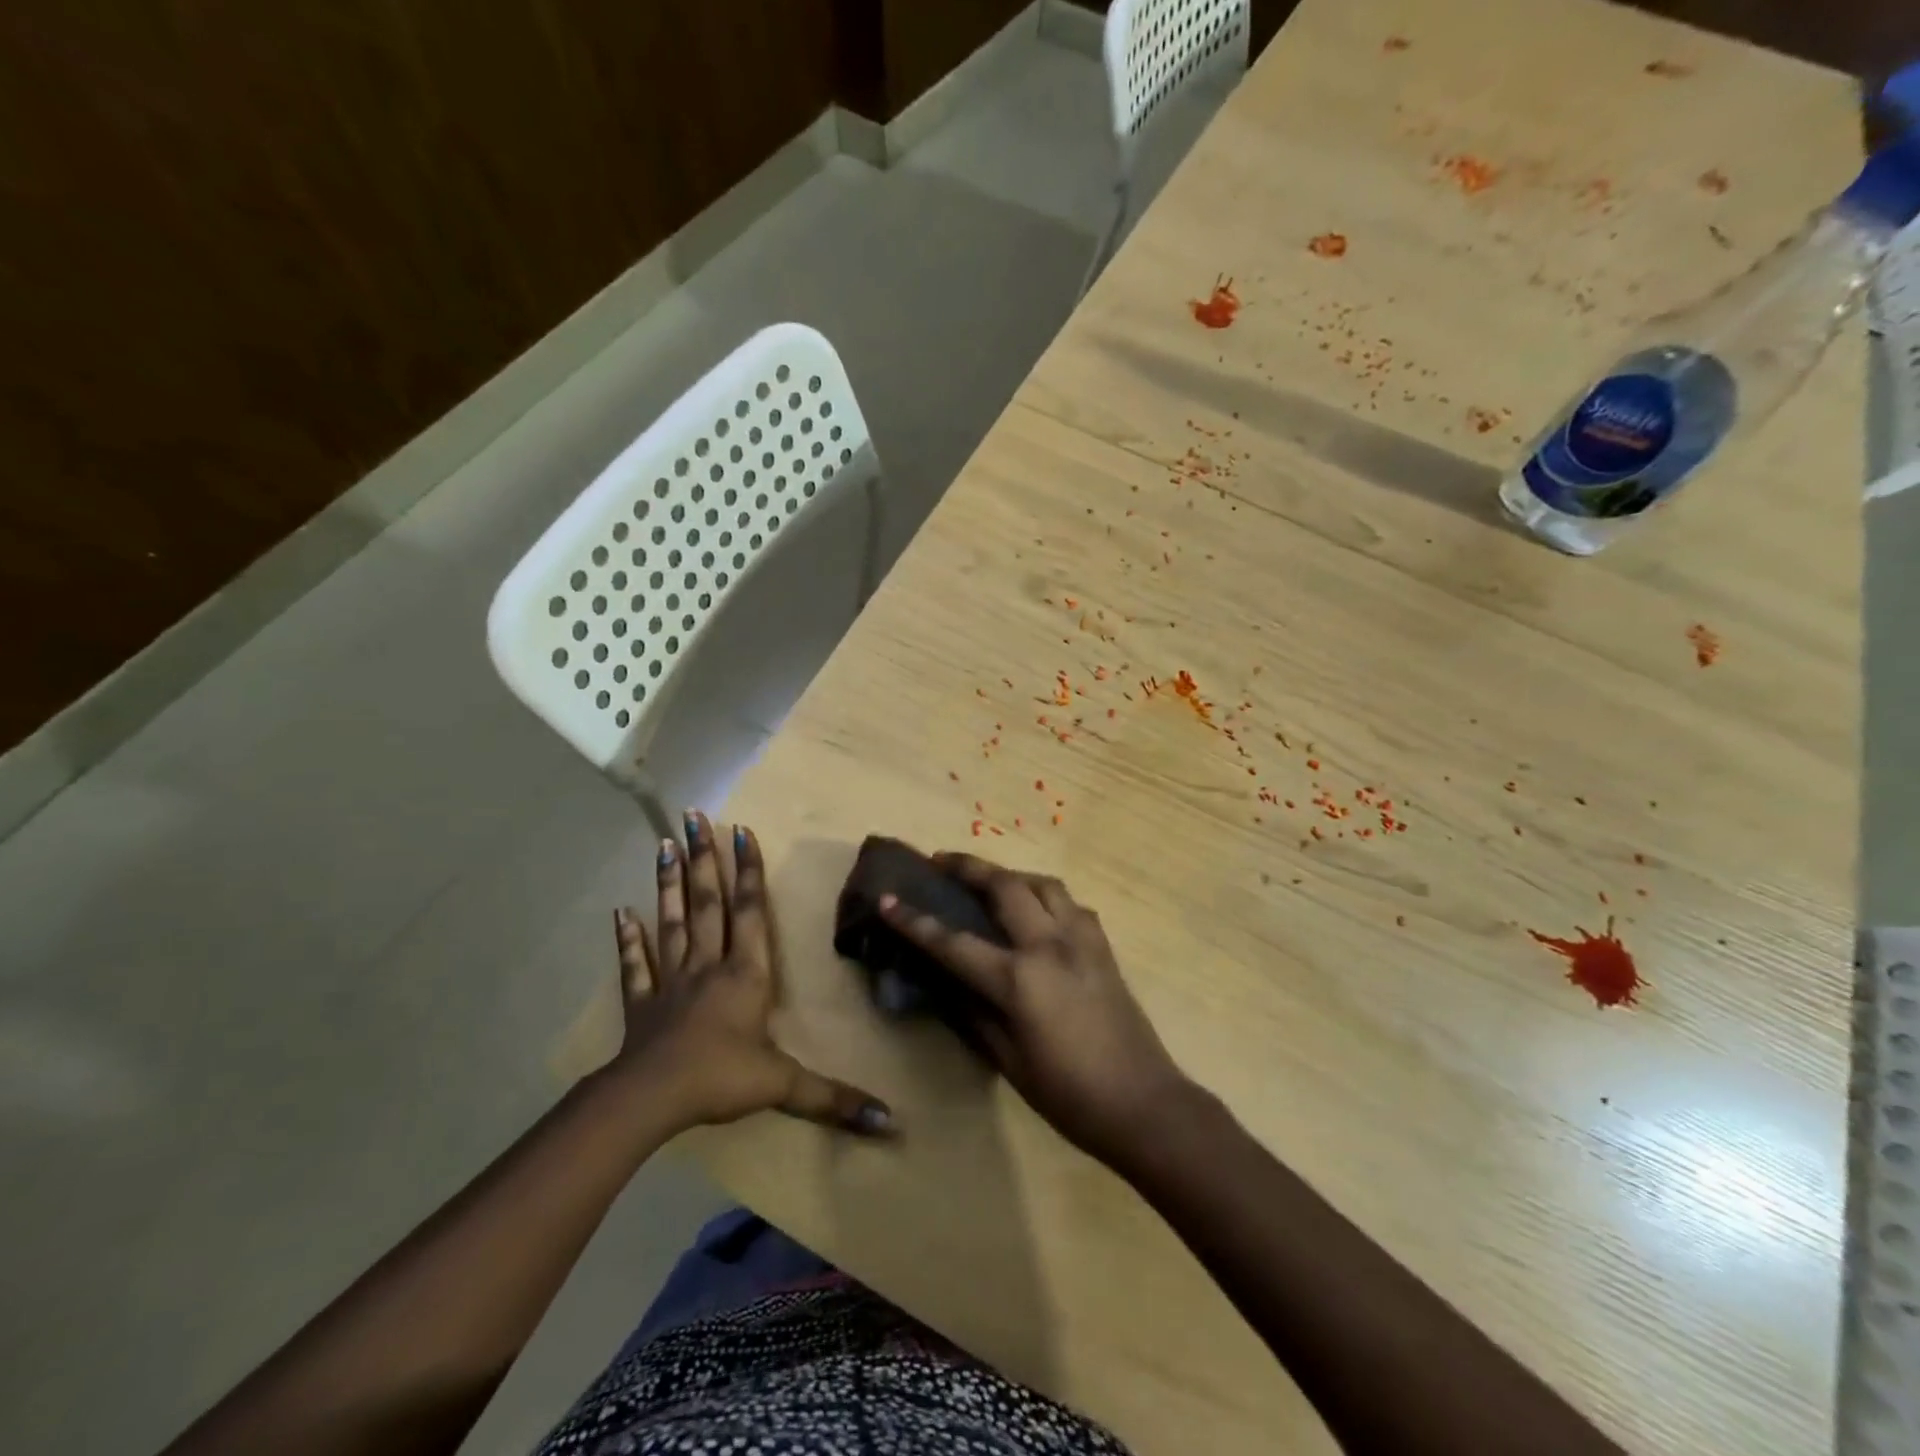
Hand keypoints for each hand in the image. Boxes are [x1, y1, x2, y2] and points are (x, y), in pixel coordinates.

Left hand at [611, 812, 891, 1136]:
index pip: (749, 912)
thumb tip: (891, 1121)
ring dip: (668, 883)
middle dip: (704, 858)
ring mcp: (670, 981)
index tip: (741, 829)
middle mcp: (708, 965)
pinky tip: (619, 912)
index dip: (747, 871)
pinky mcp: (641, 1004)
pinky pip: (634, 965)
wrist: (651, 1100)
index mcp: (745, 974)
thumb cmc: (721, 1079)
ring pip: (671, 922)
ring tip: (663, 844)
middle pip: (707, 902)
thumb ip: (834, 1098)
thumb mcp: (784, 1086)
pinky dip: (627, 939)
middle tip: (693, 815)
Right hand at [879, 853, 1191, 1167]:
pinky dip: (1046, 896)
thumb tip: (947, 981)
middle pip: (1005, 886)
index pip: (954, 942)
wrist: (1144, 1103)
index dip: (915, 921)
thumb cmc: (1068, 1094)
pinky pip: (1070, 904)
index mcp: (1019, 980)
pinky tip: (1038, 912)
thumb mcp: (1008, 1061)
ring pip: (1043, 883)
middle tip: (941, 861)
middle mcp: (1050, 945)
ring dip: (1010, 874)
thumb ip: (974, 1013)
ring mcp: (1082, 940)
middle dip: (968, 867)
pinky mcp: (1103, 947)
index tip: (887, 898)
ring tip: (990, 881)